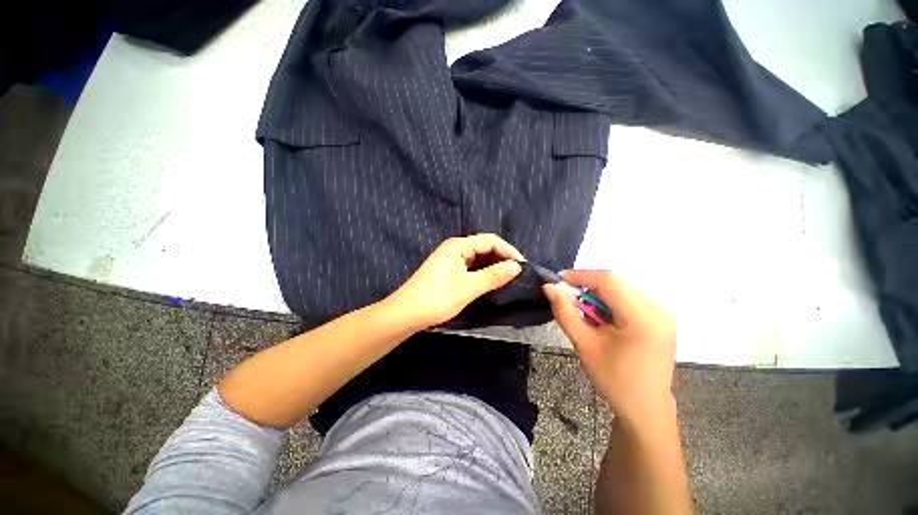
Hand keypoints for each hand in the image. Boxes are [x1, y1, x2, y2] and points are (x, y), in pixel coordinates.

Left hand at [387, 234, 523, 329]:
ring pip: (477, 258)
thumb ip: (493, 276)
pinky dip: (482, 272)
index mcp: (459, 245)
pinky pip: (470, 266)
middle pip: (484, 247)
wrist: (406, 313)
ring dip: (492, 266)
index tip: (523, 266)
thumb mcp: (469, 287)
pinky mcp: (447, 270)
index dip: (508, 251)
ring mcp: (450, 259)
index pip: (491, 241)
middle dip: (501, 258)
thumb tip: (517, 267)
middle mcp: (454, 247)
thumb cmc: (438, 298)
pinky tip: (490, 281)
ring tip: (508, 278)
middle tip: (517, 274)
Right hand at [543, 270, 676, 423]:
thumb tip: (549, 288)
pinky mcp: (661, 319)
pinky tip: (602, 318)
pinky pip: (630, 298)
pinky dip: (610, 301)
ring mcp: (663, 314)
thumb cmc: (613, 380)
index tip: (558, 280)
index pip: (609, 281)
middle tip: (568, 298)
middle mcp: (658, 311)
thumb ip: (565, 313)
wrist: (646, 409)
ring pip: (622, 288)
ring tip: (585, 313)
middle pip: (617, 282)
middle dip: (588, 285)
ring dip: (599, 294)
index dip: (581, 276)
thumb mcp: (584, 345)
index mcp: (643, 319)